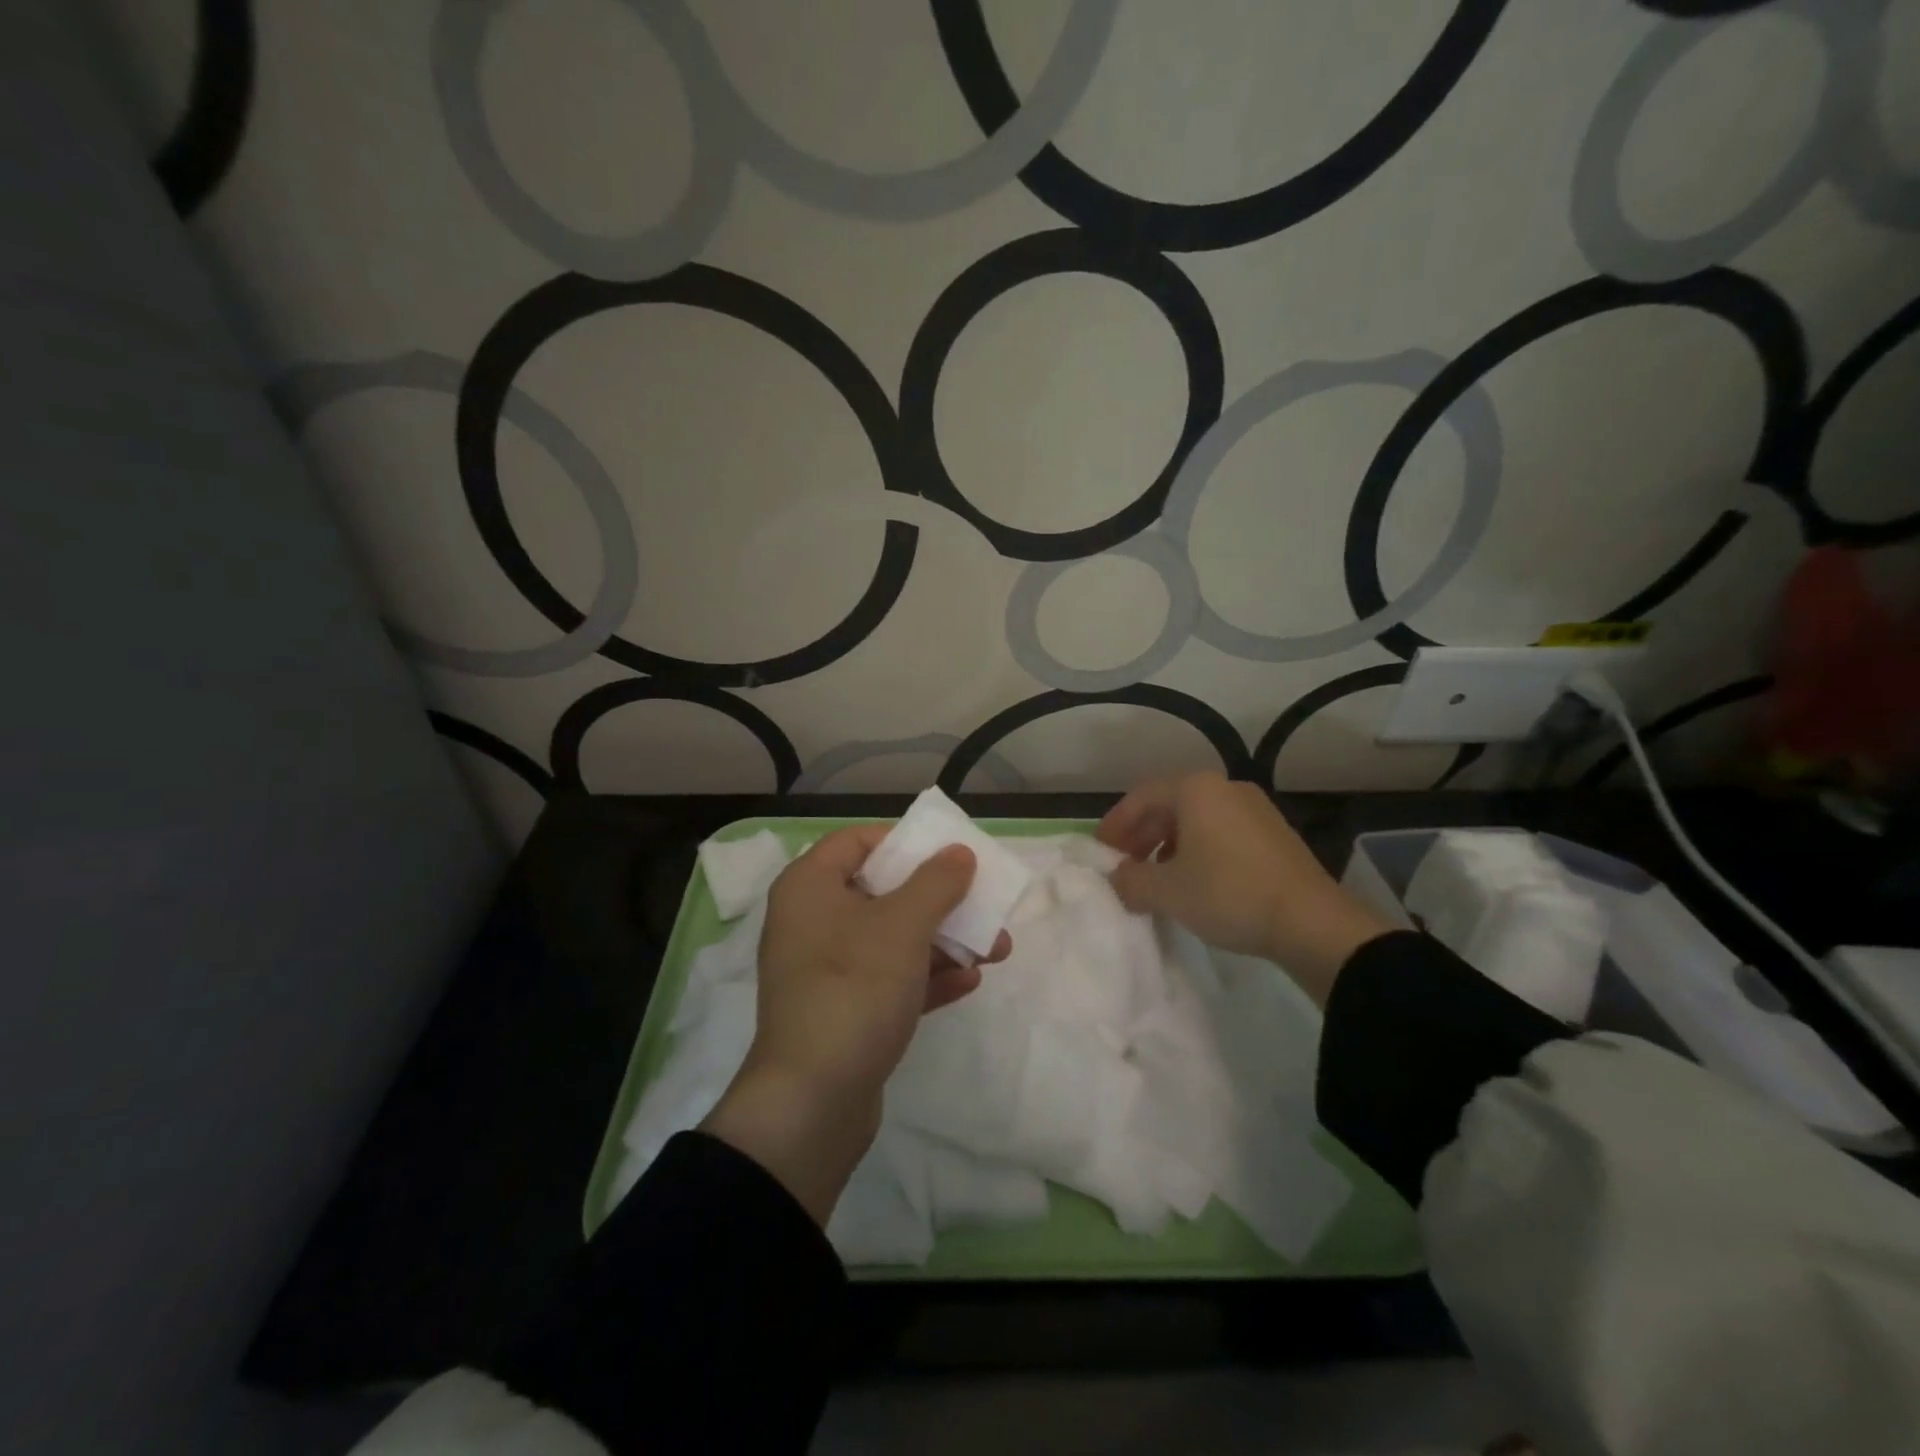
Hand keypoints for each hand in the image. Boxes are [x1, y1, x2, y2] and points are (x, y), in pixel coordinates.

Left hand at [701, 825, 1009, 1224]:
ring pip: (892, 940)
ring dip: (944, 942)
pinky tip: (970, 982)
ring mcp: (826, 971)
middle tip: (984, 904)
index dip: (903, 842)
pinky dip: (927, 977)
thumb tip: (959, 852)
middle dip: (940, 900)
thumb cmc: (854, 988)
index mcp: (809, 888)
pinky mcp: (843, 1012)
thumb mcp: (903, 926)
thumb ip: (936, 882)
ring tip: (996, 949)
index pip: (856, 842)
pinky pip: (889, 981)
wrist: (812, 1103)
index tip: (946, 853)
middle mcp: (812, 923)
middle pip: (883, 893)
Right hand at [1098, 772, 1390, 1003]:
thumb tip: (1117, 877)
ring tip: (1156, 877)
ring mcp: (1254, 809)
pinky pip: (1221, 833)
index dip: (1115, 824)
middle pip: (1169, 805)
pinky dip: (1197, 851)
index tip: (1101, 852)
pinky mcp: (1273, 834)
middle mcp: (1225, 788)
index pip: (1141, 797)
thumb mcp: (1167, 891)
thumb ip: (1130, 880)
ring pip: (1196, 820)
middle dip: (1141, 835)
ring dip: (1168, 845)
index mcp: (1196, 790)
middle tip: (1125, 865)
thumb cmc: (1228, 894)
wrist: (1312, 922)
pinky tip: (1194, 882)